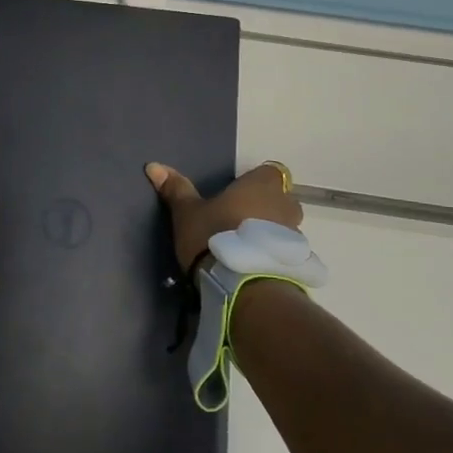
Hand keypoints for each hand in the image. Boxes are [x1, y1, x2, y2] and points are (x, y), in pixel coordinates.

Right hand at [145, 160, 301, 272]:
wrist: (243, 287)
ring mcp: (295, 235)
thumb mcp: (187, 213)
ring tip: (243, 249)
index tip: (237, 195)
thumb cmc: (214, 236)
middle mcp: (285, 205)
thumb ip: (176, 189)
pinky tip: (253, 268)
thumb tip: (154, 166)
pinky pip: (285, 252)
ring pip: (284, 227)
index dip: (255, 182)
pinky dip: (273, 255)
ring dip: (269, 233)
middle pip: (280, 199)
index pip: (270, 172)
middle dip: (265, 208)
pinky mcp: (298, 263)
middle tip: (238, 222)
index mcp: (261, 185)